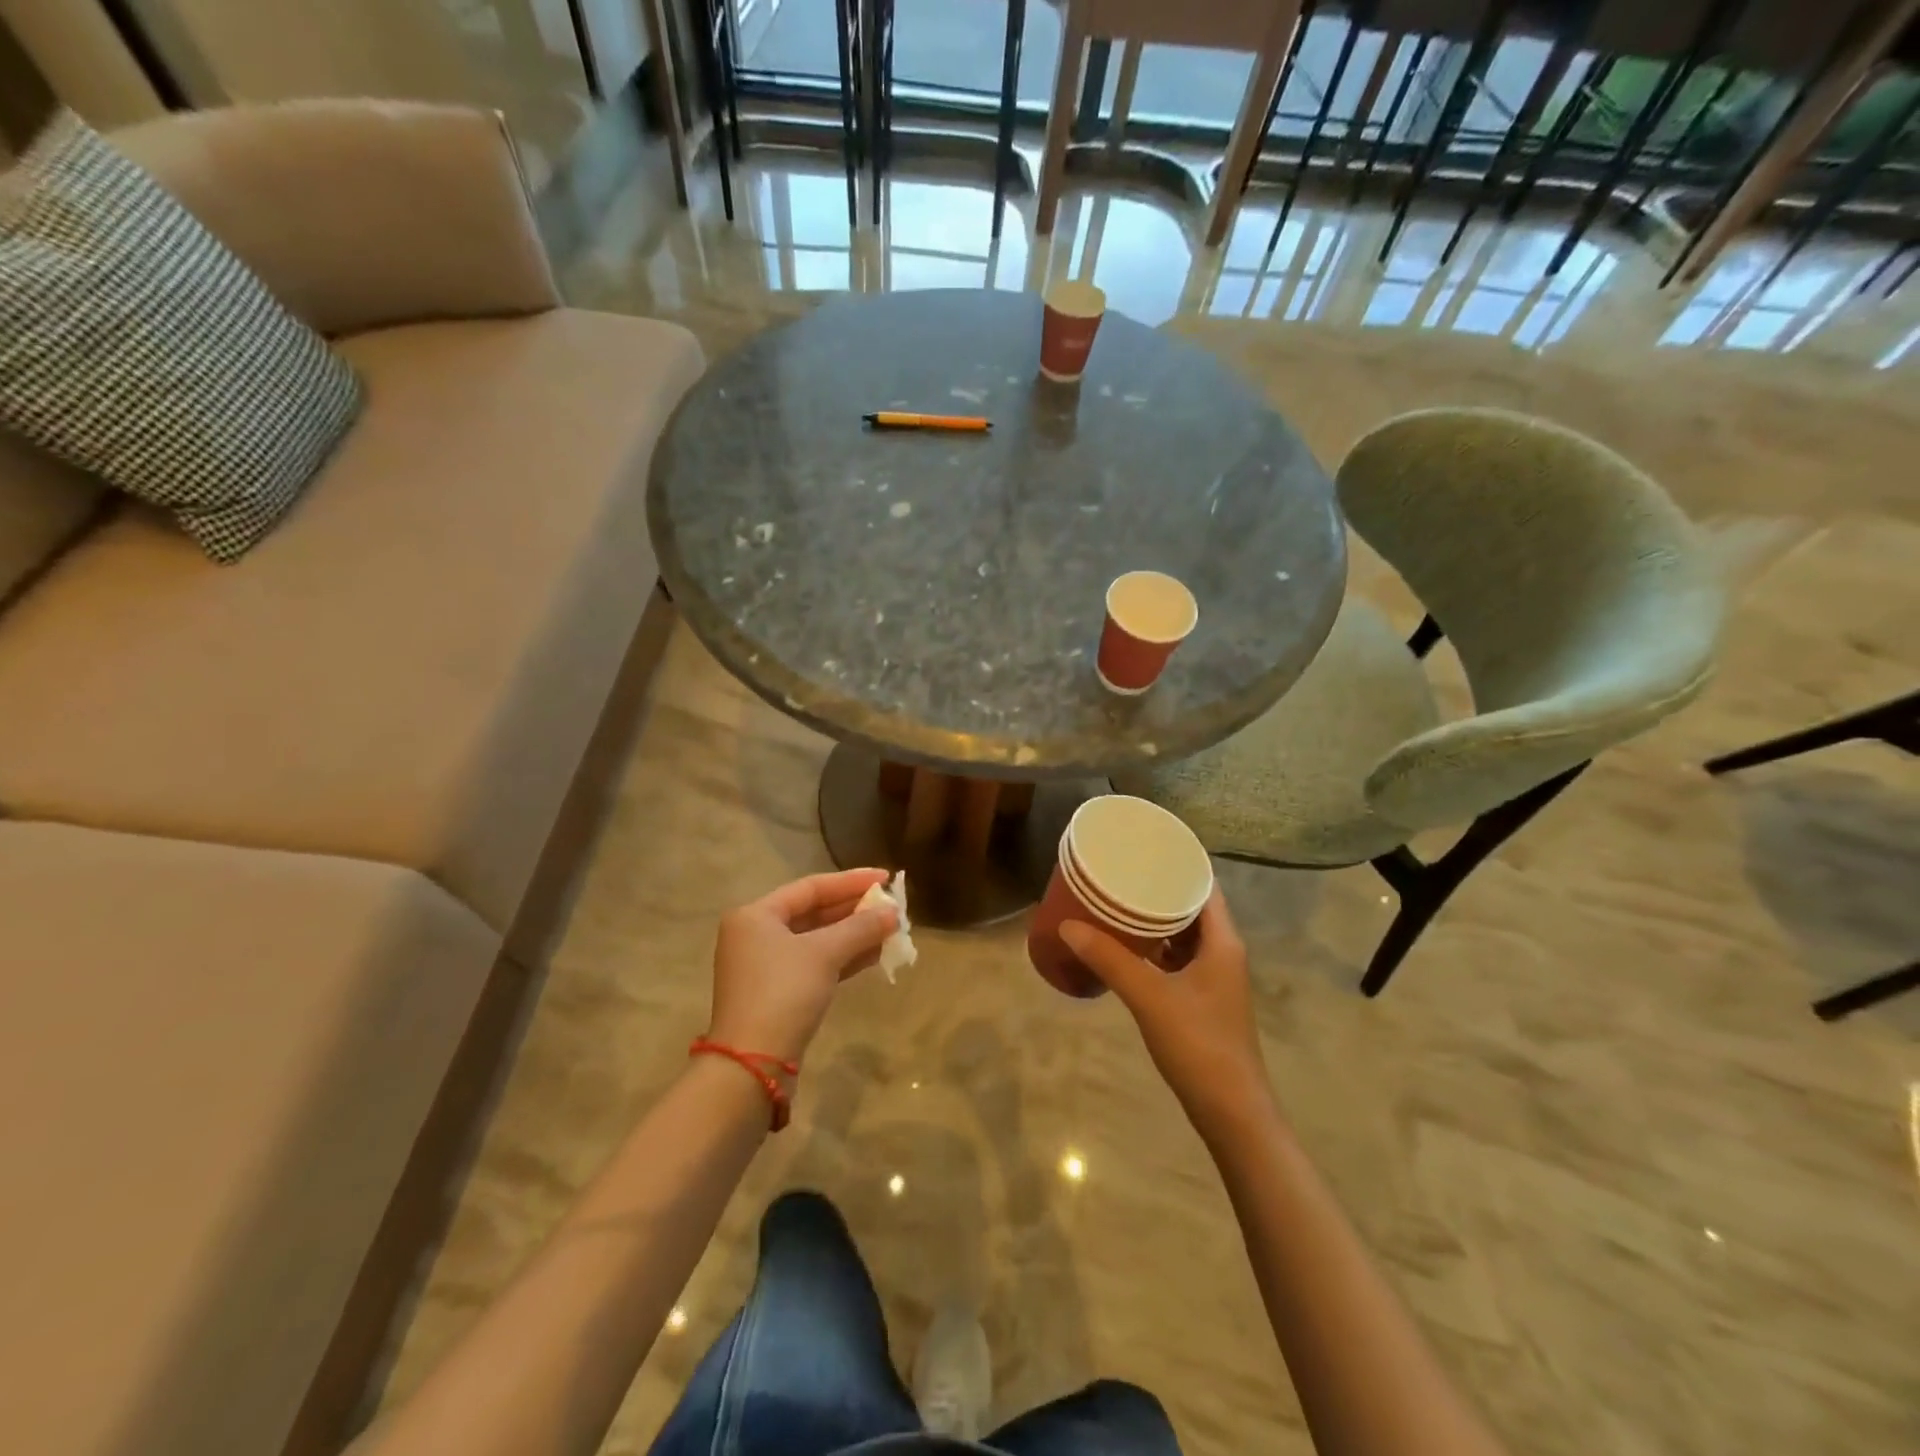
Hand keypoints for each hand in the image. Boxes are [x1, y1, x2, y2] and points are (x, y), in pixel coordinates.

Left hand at [707, 867, 898, 1064]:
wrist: (752, 1065)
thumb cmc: (783, 994)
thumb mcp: (824, 954)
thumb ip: (860, 928)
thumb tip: (893, 912)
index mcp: (756, 915)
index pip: (811, 887)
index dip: (851, 881)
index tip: (886, 877)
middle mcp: (756, 935)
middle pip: (813, 912)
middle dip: (855, 910)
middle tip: (891, 906)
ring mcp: (766, 966)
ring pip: (817, 940)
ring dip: (853, 935)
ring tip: (890, 929)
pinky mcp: (779, 994)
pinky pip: (816, 964)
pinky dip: (843, 958)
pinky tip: (874, 955)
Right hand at [1059, 889, 1275, 1138]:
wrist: (1231, 1111)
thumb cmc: (1199, 1045)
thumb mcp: (1150, 997)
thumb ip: (1110, 959)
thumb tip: (1068, 925)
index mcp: (1222, 941)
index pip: (1204, 885)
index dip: (1177, 864)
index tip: (1143, 848)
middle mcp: (1223, 952)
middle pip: (1192, 907)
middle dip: (1158, 889)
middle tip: (1120, 872)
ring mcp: (1214, 977)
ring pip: (1184, 934)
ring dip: (1156, 919)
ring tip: (1117, 902)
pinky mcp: (1202, 999)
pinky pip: (1177, 958)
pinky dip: (1155, 947)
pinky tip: (1126, 946)